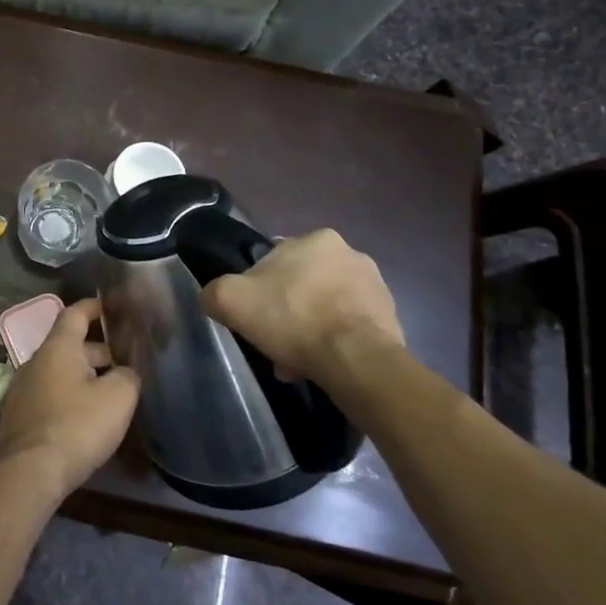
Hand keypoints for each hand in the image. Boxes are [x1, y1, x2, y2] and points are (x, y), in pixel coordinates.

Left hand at [0, 298, 139, 500]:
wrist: (28, 472)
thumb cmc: (75, 426)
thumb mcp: (117, 398)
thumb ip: (128, 377)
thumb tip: (126, 373)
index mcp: (57, 348)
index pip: (74, 314)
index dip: (94, 307)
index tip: (111, 306)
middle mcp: (35, 362)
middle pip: (69, 346)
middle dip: (98, 351)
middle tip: (126, 362)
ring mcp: (23, 390)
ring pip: (60, 373)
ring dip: (85, 377)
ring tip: (112, 392)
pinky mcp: (20, 417)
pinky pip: (50, 395)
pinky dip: (70, 397)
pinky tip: (87, 417)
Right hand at [201, 230, 404, 384]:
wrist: (356, 360)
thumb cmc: (293, 318)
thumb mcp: (231, 300)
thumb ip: (214, 292)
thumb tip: (214, 297)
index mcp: (317, 239)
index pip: (274, 260)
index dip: (258, 289)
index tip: (254, 316)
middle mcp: (351, 254)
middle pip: (302, 285)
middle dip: (287, 312)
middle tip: (273, 342)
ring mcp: (376, 287)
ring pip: (325, 308)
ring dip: (309, 329)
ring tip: (297, 362)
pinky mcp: (391, 318)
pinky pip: (349, 328)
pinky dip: (333, 343)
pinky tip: (320, 366)